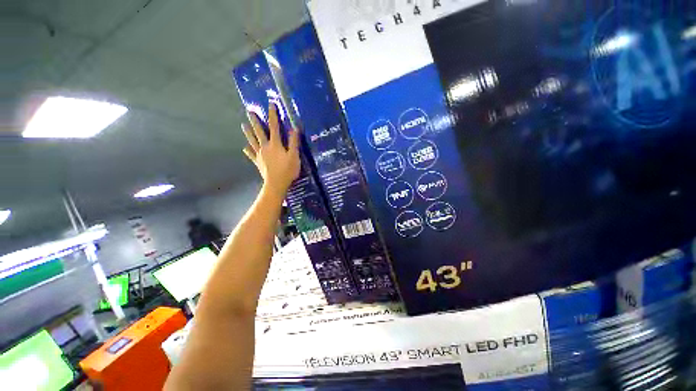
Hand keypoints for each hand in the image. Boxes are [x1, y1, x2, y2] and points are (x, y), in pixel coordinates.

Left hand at [242, 103, 300, 196]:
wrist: (276, 184)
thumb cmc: (287, 170)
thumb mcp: (294, 156)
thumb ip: (294, 142)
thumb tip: (294, 128)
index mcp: (275, 144)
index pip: (274, 126)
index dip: (273, 115)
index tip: (270, 104)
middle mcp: (265, 147)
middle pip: (259, 131)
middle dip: (255, 121)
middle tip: (249, 111)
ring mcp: (260, 155)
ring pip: (252, 141)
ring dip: (248, 133)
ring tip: (243, 125)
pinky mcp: (258, 162)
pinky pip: (251, 155)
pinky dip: (248, 150)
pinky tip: (245, 148)